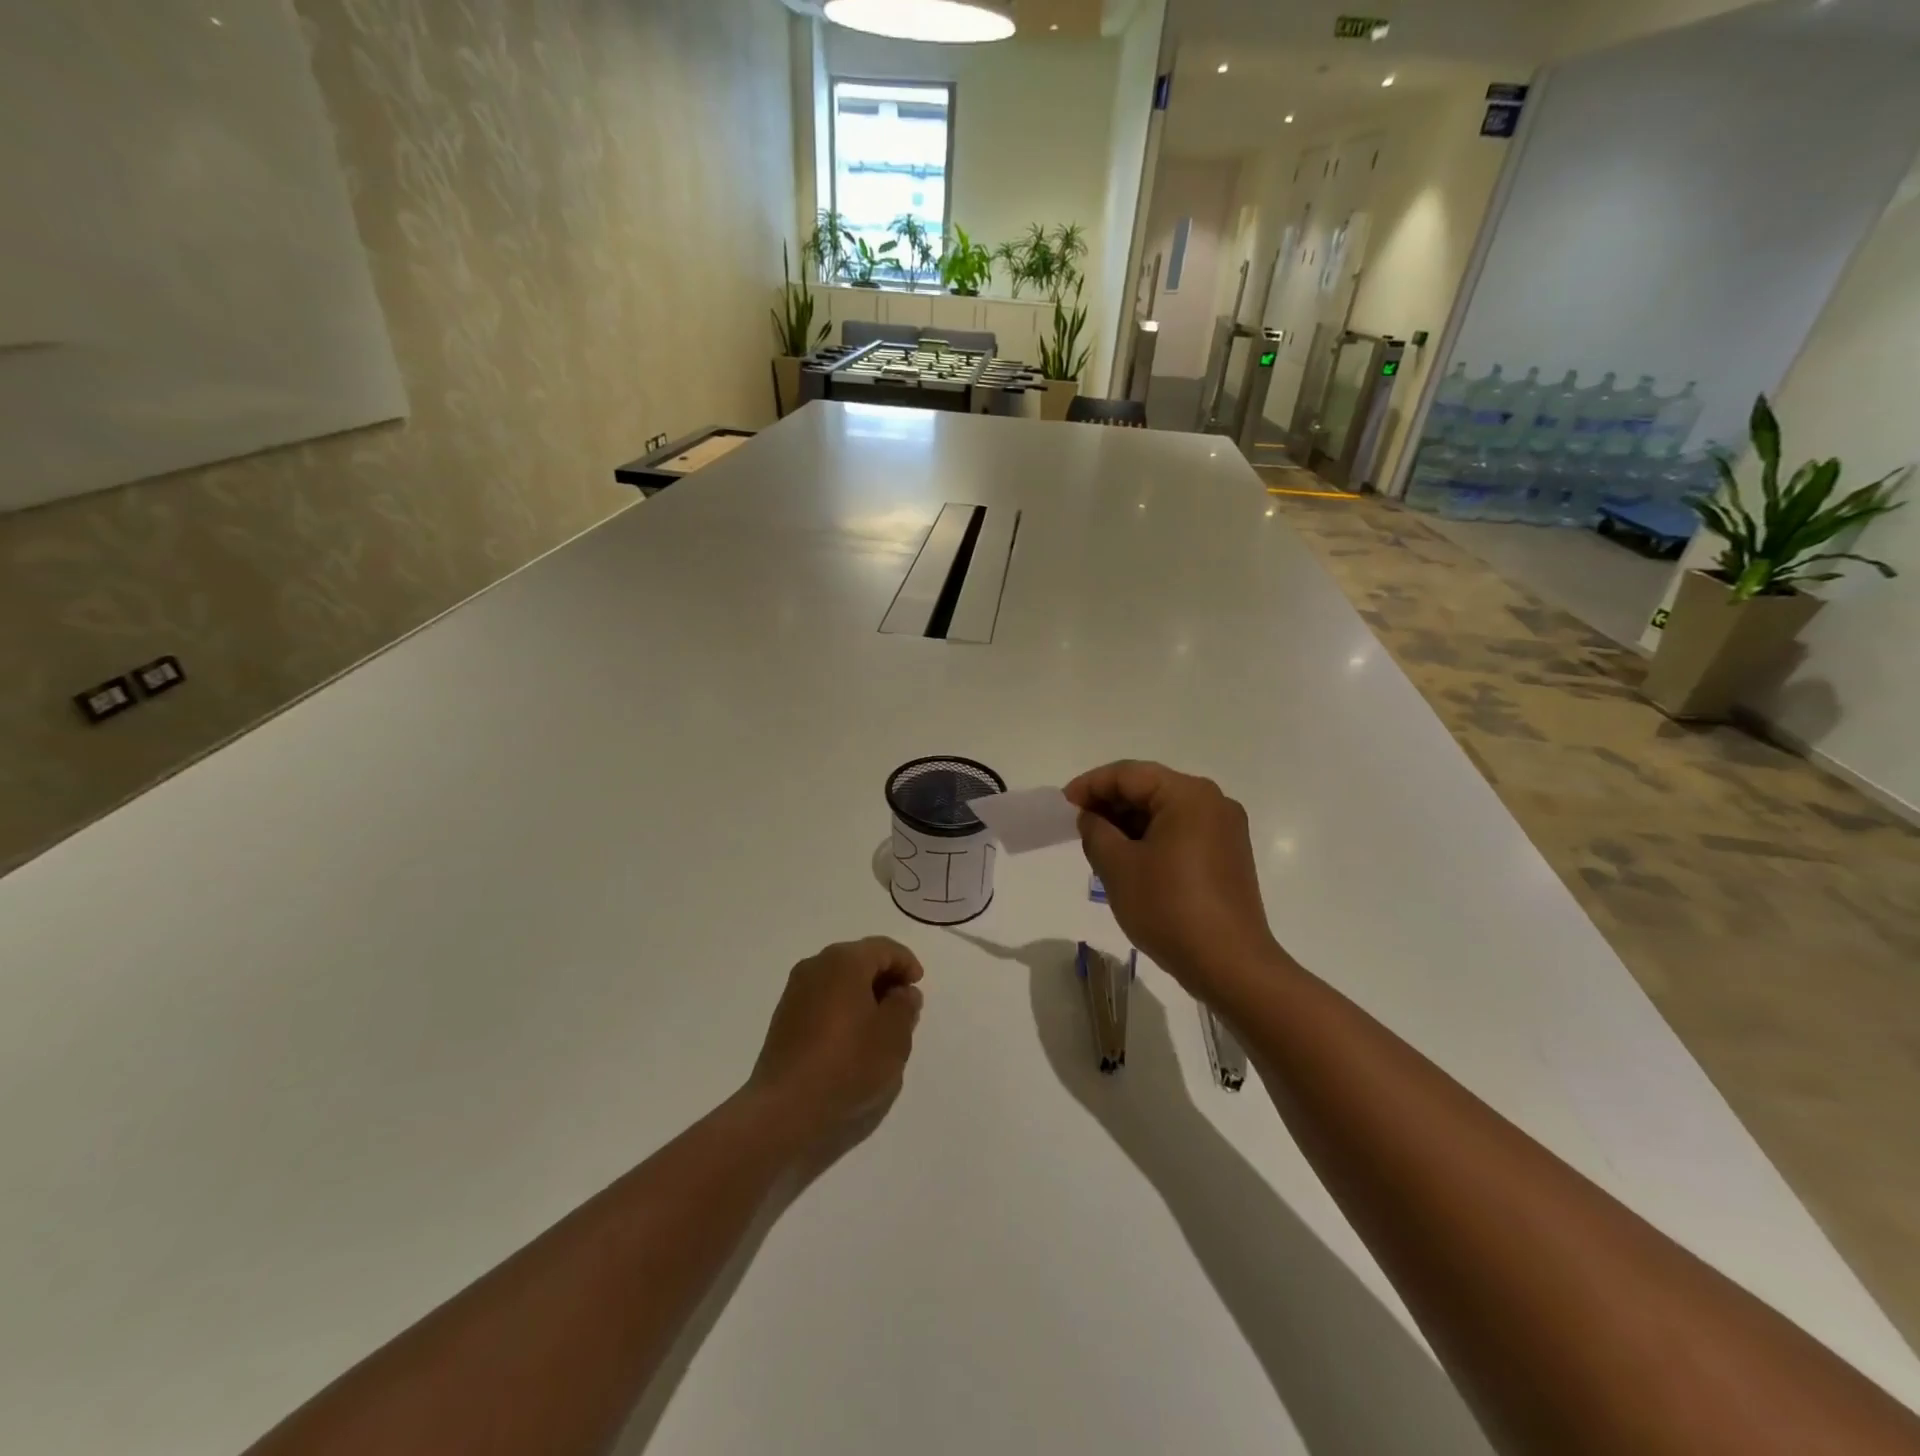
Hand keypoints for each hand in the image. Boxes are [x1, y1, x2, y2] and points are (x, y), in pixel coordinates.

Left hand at [746, 938, 924, 1150]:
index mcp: (845, 960)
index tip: (918, 987)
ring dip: (863, 993)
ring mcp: (796, 989)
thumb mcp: (893, 1036)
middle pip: (860, 959)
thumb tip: (903, 992)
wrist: (785, 1106)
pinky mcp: (785, 1015)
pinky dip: (843, 1006)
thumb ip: (905, 1006)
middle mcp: (817, 965)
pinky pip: (823, 998)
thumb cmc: (848, 1063)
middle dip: (885, 978)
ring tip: (880, 1025)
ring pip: (840, 979)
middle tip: (903, 1006)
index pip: (884, 948)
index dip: (906, 964)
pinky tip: (852, 1036)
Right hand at [1065, 761, 1281, 1000]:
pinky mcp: (1228, 855)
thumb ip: (1096, 831)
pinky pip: (1182, 832)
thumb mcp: (1118, 867)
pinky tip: (1130, 860)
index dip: (1091, 785)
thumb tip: (1092, 817)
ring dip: (1130, 822)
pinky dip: (1152, 838)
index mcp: (1188, 795)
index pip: (1129, 774)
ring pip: (1166, 812)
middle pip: (1151, 788)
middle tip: (1078, 825)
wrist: (1230, 964)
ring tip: (1099, 845)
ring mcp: (1226, 830)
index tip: (1064, 804)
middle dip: (1111, 803)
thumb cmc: (1169, 908)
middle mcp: (1213, 802)